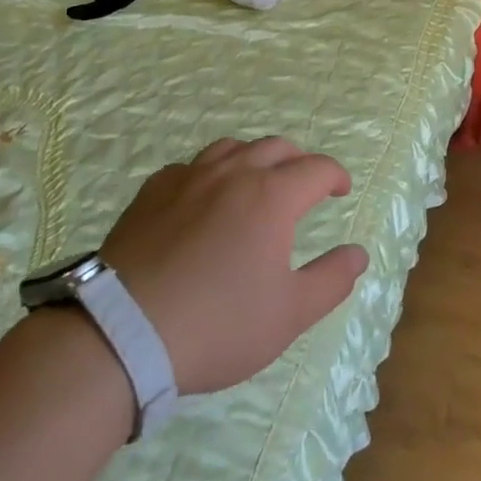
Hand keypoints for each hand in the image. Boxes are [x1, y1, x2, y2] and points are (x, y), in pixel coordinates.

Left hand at [99, 137, 368, 394]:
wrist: (122, 333)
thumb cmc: (217, 324)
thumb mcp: (288, 314)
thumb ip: (331, 280)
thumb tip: (358, 254)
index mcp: (272, 196)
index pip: (317, 168)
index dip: (335, 175)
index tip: (341, 190)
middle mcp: (234, 173)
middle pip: (276, 147)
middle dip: (299, 161)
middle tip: (305, 184)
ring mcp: (189, 177)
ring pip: (232, 147)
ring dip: (255, 158)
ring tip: (257, 181)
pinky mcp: (152, 192)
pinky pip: (191, 166)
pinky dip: (211, 172)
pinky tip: (204, 197)